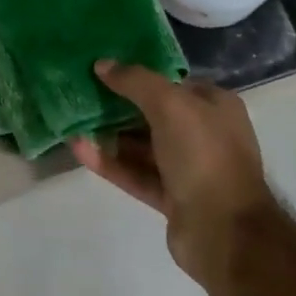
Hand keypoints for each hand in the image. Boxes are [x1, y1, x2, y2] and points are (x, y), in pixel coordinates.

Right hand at [73, 62, 274, 287]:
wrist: (224, 231)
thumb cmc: (203, 154)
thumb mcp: (170, 104)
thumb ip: (135, 81)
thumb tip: (103, 64)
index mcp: (214, 105)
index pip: (172, 82)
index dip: (139, 74)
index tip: (103, 69)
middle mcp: (203, 133)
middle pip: (153, 113)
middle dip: (118, 105)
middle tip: (80, 92)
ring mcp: (188, 168)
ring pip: (142, 145)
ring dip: (109, 134)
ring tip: (72, 120)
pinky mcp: (171, 197)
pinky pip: (136, 173)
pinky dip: (110, 162)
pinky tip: (79, 149)